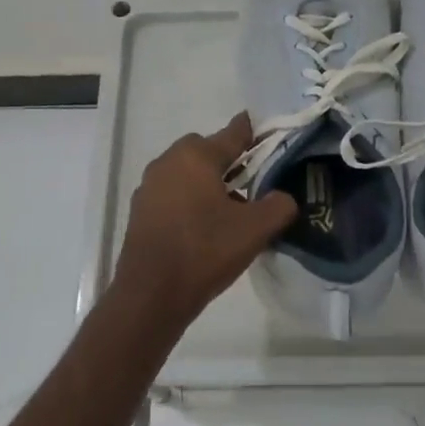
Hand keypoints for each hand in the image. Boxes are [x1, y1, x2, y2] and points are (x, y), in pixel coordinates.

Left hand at [110, 113, 298, 327]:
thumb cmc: (205, 251)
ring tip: (229, 209)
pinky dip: (189, 200)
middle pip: (206, 150)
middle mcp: (168, 162)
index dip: (252, 132)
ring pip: (187, 173)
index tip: (265, 130)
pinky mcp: (140, 211)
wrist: (150, 295)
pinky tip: (203, 226)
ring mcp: (149, 187)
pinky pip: (172, 194)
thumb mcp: (255, 229)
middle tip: (251, 182)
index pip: (233, 133)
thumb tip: (284, 197)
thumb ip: (279, 205)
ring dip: (207, 182)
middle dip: (228, 161)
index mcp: (196, 156)